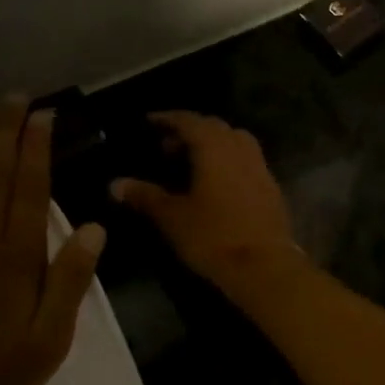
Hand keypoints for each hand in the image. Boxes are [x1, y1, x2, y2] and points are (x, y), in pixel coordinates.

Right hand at [111, 111, 305, 298]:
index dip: (167, 118)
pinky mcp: (270, 184)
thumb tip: (115, 184)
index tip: (149, 122)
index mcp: (214, 146)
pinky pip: (245, 158)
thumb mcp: (172, 217)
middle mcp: (238, 147)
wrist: (265, 266)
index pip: (188, 120)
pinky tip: (215, 182)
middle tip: (165, 147)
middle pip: (212, 126)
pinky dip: (227, 159)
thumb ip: (145, 196)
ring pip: (232, 140)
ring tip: (190, 162)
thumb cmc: (214, 236)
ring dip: (211, 143)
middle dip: (188, 131)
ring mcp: (258, 164)